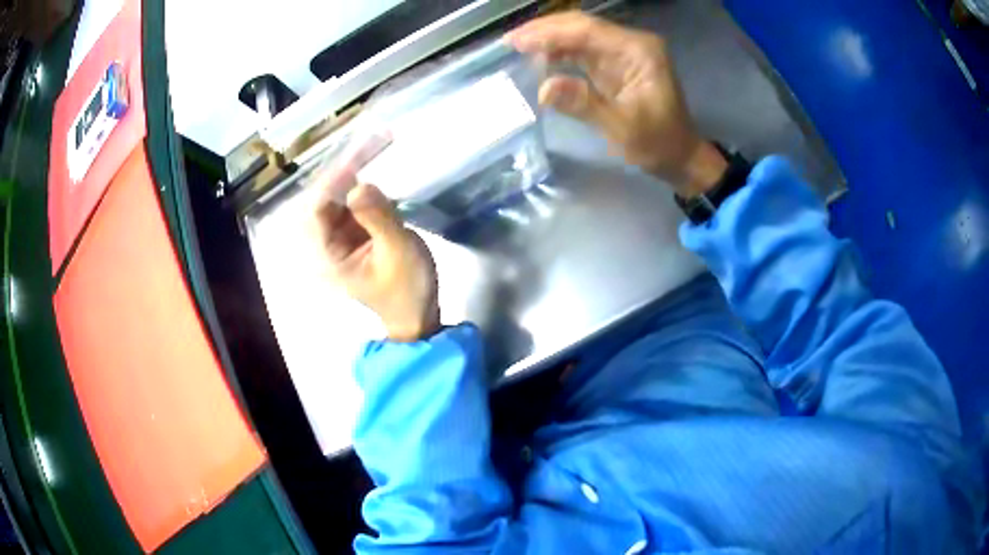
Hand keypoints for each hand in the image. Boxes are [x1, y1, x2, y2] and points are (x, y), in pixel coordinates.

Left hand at [310, 139, 439, 341]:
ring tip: (376, 142)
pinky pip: (352, 201)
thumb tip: (359, 184)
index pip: (316, 209)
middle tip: (371, 140)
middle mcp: (325, 243)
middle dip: (344, 167)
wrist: (418, 315)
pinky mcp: (353, 233)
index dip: (333, 180)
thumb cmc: (407, 289)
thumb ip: (378, 218)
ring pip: (338, 195)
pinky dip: (363, 182)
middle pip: (325, 197)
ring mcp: (339, 237)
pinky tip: (376, 163)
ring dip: (354, 170)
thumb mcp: (397, 253)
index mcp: (326, 255)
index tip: (357, 157)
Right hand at [506, 12, 726, 197]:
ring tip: (518, 48)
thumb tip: (543, 89)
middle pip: (581, 26)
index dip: (549, 33)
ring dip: (549, 40)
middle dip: (545, 31)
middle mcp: (631, 44)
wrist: (681, 157)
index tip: (516, 42)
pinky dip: (560, 53)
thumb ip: (585, 105)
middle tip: (510, 42)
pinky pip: (582, 51)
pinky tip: (540, 59)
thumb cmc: (659, 144)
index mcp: (638, 51)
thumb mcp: (623, 128)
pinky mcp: (616, 64)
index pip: (587, 30)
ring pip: (579, 36)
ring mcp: (623, 53)